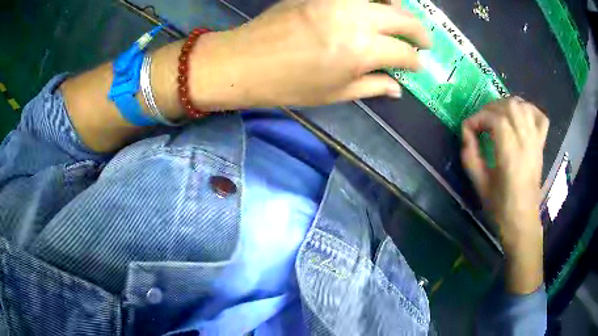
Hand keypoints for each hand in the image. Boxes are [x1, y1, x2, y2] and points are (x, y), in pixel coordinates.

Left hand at [188, 0, 430, 109]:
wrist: (245, 61)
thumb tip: (398, 89)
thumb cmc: (288, 85)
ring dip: (400, 8)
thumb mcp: (334, 93)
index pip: (404, 53)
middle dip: (420, 32)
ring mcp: (338, 0)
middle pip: (403, 19)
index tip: (419, 65)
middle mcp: (356, 19)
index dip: (416, 61)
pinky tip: (374, 6)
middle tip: (425, 41)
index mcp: (361, 51)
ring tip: (402, 20)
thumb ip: (372, 86)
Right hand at [461, 97, 548, 293]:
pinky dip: (529, 109)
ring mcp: (536, 142)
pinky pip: (539, 116)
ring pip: (523, 106)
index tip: (469, 128)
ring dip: (507, 105)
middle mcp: (526, 143)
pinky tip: (520, 115)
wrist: (523, 220)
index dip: (478, 118)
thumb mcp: (479, 184)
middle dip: (491, 108)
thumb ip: (470, 155)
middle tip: (481, 122)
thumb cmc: (500, 207)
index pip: (496, 120)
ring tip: (497, 116)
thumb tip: (465, 131)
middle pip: (510, 106)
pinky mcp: (541, 144)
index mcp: (511, 156)